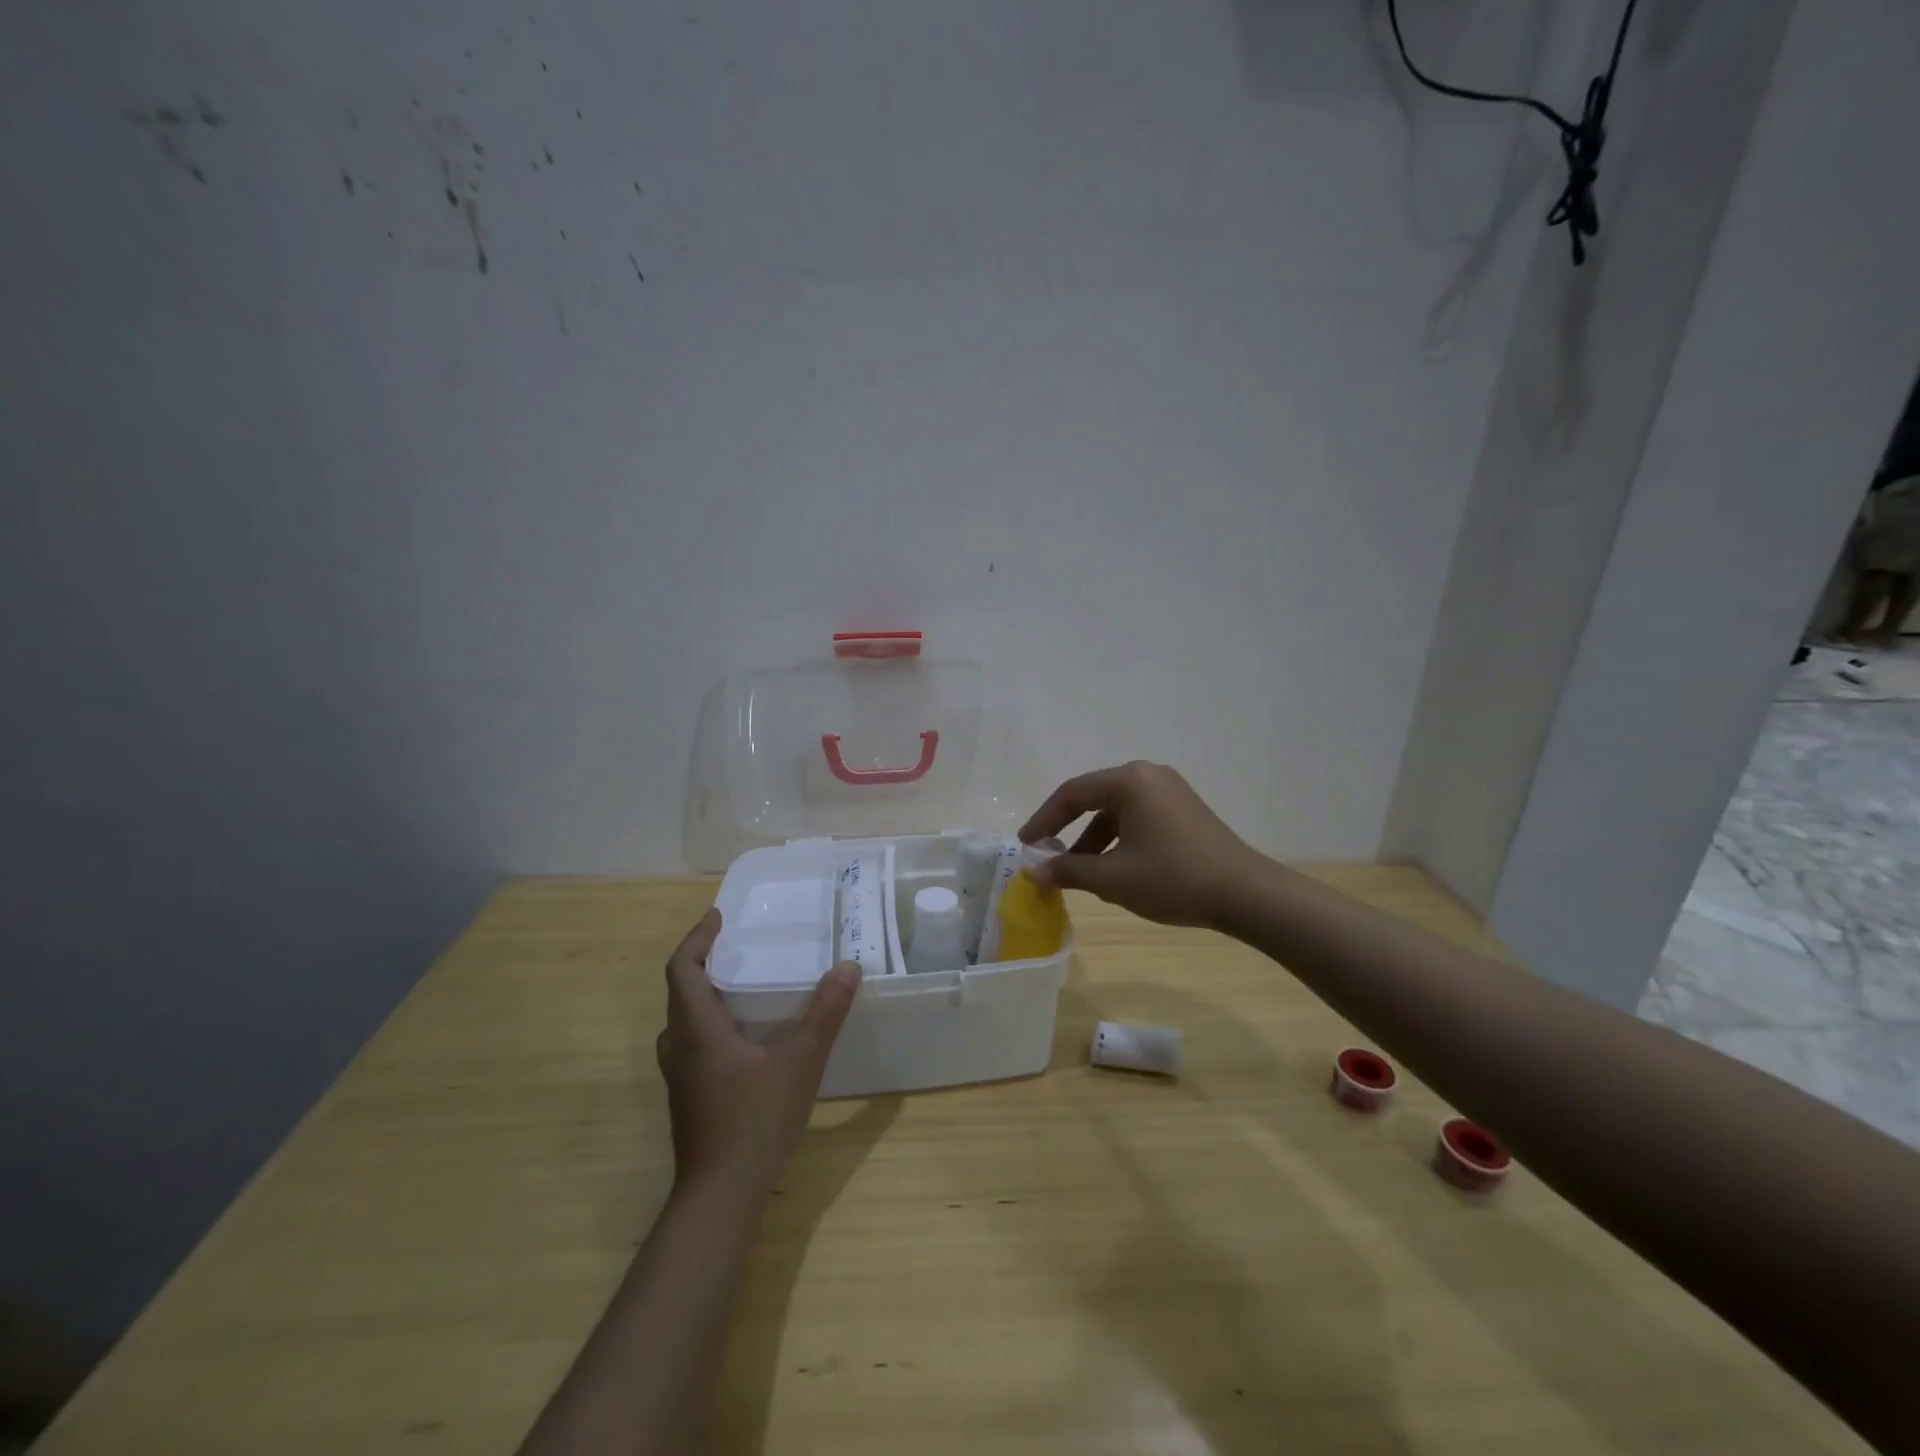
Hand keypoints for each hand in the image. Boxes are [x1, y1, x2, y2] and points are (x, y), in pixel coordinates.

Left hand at [656, 909, 861, 1195]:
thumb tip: (847, 968)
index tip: (718, 916)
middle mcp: (679, 1046)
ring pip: (683, 1019)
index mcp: (697, 1029)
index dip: (697, 937)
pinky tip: (743, 1034)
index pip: (682, 968)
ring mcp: (679, 1075)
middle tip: (737, 943)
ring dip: (704, 992)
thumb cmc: (755, 1121)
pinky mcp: (688, 1096)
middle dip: (703, 960)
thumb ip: (825, 1013)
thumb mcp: (800, 1062)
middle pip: (680, 990)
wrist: (719, 1197)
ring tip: (740, 981)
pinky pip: (692, 1041)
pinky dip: (710, 1021)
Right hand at [1019, 761, 1266, 927]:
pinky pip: (1137, 818)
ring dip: (1092, 839)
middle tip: (1046, 855)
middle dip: (1067, 830)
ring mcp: (1170, 791)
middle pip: (1094, 798)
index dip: (1043, 820)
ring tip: (1078, 872)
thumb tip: (1033, 873)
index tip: (1025, 845)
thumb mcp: (1112, 878)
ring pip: (1116, 811)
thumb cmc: (1172, 879)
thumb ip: (1067, 870)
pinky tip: (1113, 870)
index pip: (1072, 793)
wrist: (1246, 895)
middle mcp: (1149, 776)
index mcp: (1130, 781)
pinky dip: (1117, 840)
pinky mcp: (1183, 810)